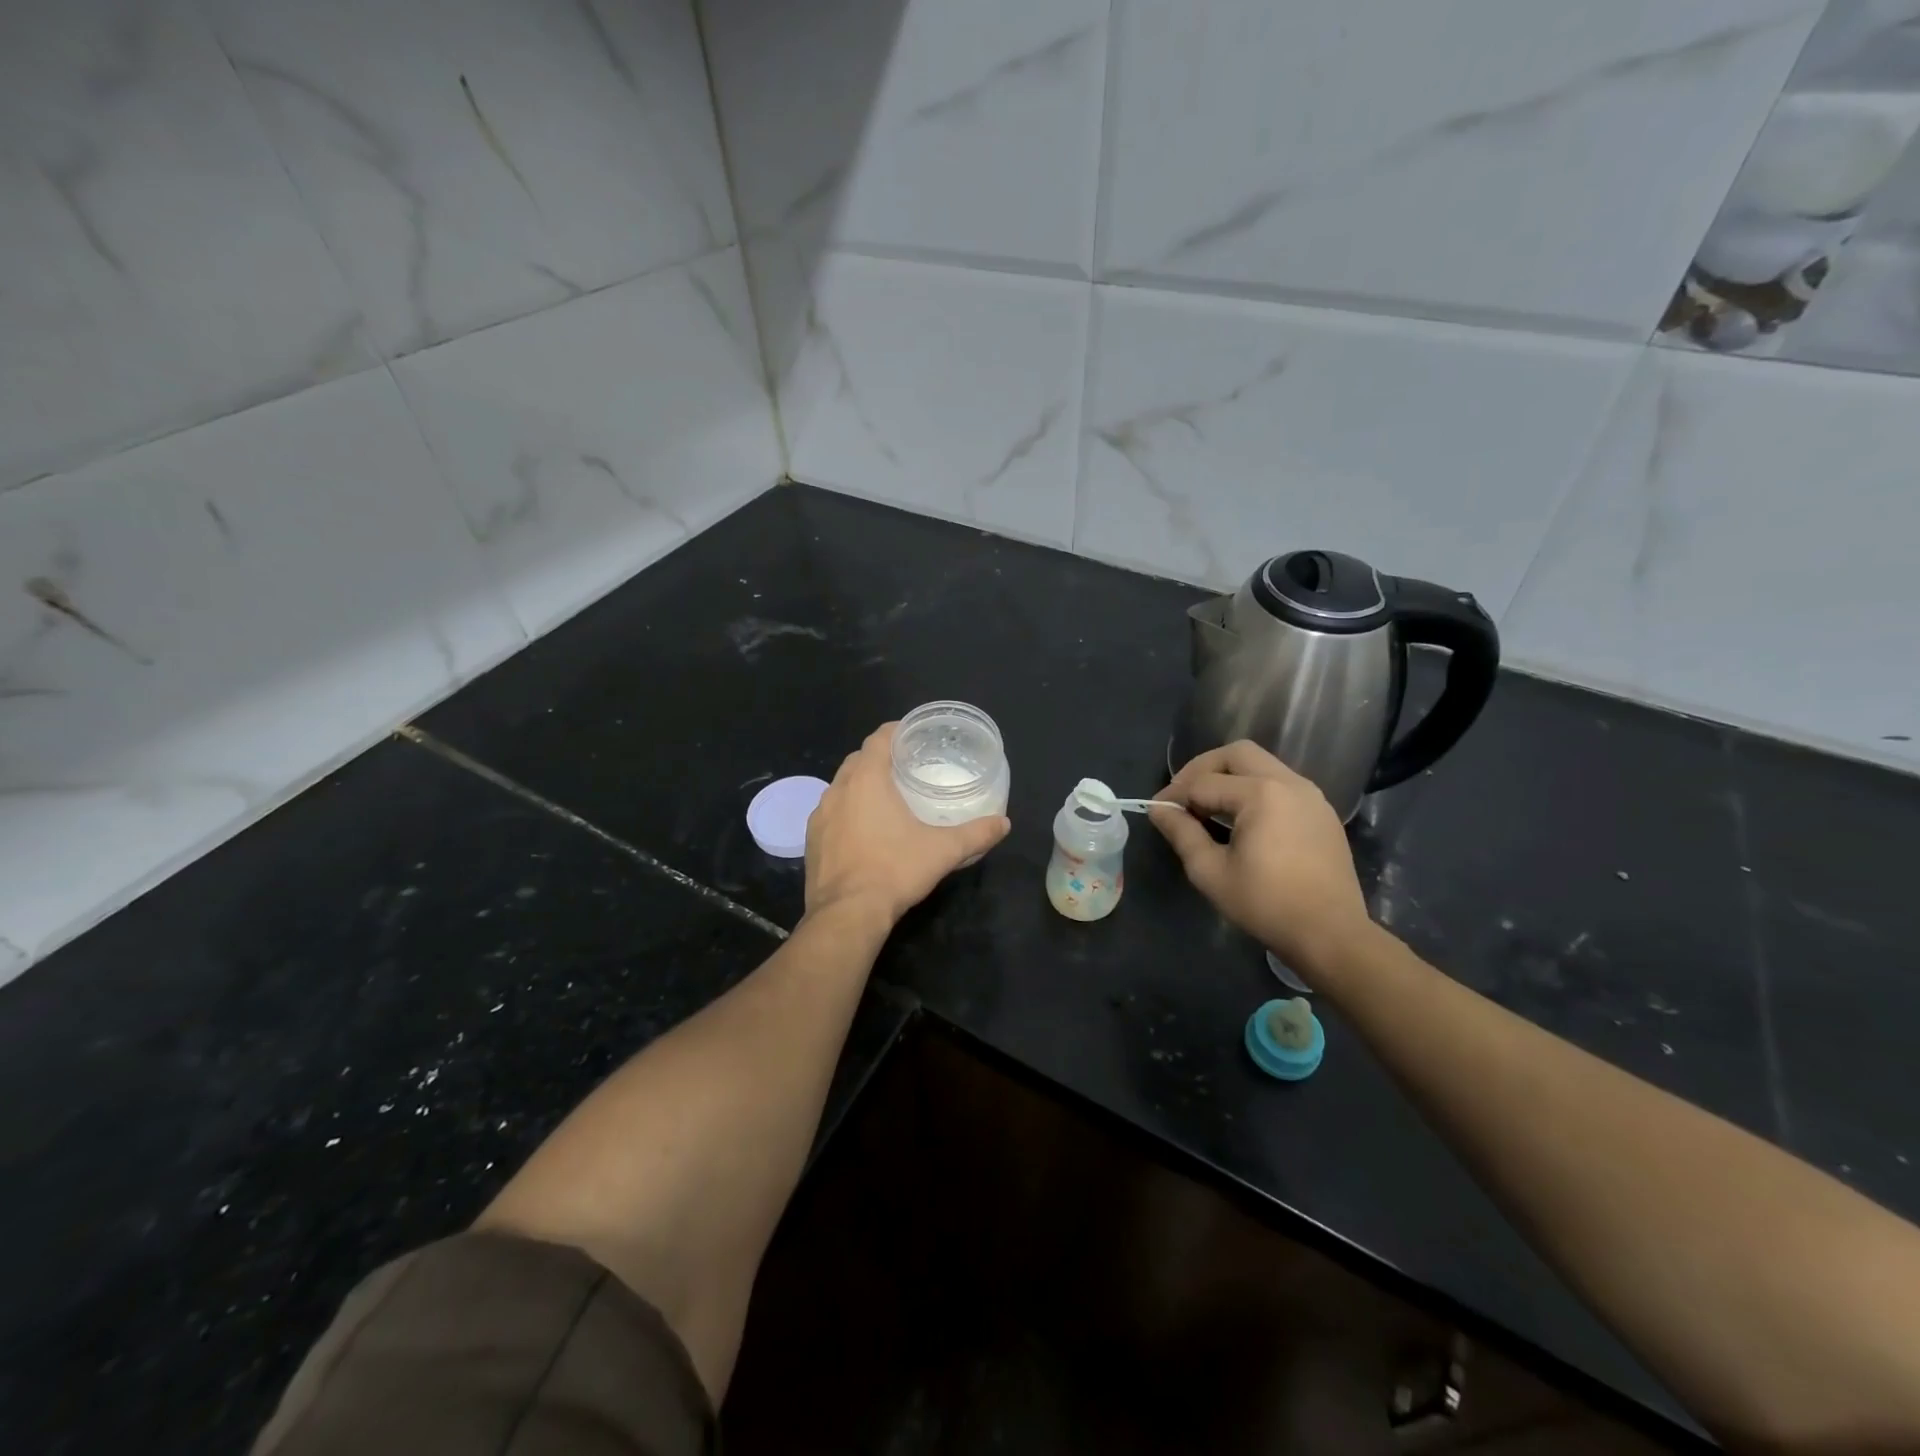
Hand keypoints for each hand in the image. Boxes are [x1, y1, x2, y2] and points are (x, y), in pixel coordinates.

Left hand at [804, 723, 1010, 925]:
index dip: (895, 731)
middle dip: (879, 758)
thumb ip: (975, 834)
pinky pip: (830, 814)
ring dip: (860, 785)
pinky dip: (846, 812)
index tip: (912, 735)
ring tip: (885, 797)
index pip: (878, 739)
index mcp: (866, 780)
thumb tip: (1004, 823)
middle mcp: (837, 790)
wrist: (847, 914)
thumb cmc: (894, 871)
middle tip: (905, 767)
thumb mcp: (943, 851)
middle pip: (857, 760)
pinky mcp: (811, 841)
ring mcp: (819, 816)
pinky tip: (863, 830)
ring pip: (840, 787)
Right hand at [1148, 740, 1371, 976]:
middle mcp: (1289, 782)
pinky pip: (1281, 784)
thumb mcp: (1211, 872)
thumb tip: (1159, 808)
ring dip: (1230, 777)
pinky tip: (1242, 820)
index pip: (1204, 782)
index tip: (1157, 811)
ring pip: (1262, 764)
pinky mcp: (1322, 812)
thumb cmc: (1266, 905)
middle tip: (1184, 796)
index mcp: (1261, 794)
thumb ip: (1182, 833)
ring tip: (1209, 807)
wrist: (1331, 935)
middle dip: (1203, 769)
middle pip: (1236, 754)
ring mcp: (1311, 795)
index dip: (1175, 795)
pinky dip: (1254, 789)